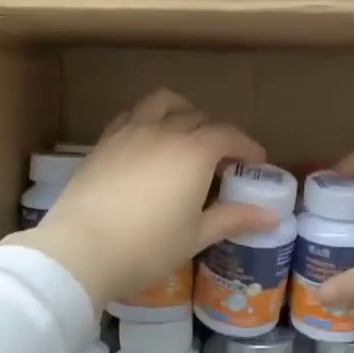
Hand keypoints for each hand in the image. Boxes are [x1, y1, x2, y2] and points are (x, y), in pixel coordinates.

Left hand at [7, 91, 278, 309]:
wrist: (81, 249)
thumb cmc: (147, 247)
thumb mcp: (195, 235)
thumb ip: (233, 218)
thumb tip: (272, 217)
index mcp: (194, 152)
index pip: (229, 135)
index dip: (247, 146)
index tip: (256, 162)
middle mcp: (164, 131)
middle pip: (198, 118)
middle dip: (217, 133)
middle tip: (222, 160)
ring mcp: (130, 132)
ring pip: (162, 103)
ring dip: (181, 112)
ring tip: (185, 133)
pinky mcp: (104, 142)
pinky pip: (131, 115)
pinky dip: (147, 119)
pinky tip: (147, 141)